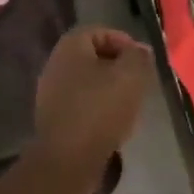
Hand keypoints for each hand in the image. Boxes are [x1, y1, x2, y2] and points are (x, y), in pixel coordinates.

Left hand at [33, 26, 152, 191]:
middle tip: (138, 83)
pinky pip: (81, 104)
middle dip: (118, 68)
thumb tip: (140, 50)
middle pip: (93, 58)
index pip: (99, 32)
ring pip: (88, 83)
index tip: (142, 61)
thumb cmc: (100, 110)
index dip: (123, 42)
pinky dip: (98, 109)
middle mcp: (55, 65)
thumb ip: (139, 57)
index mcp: (70, 47)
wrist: (67, 161)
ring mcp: (50, 93)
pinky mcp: (53, 119)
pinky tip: (114, 125)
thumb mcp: (130, 77)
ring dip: (110, 90)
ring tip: (130, 106)